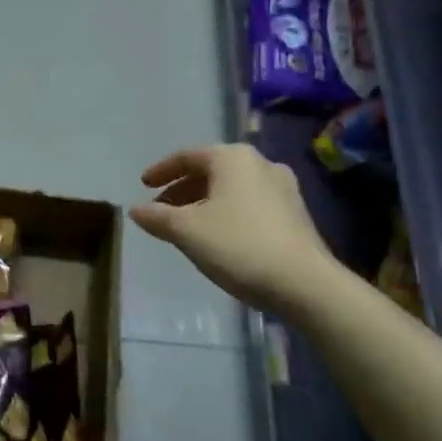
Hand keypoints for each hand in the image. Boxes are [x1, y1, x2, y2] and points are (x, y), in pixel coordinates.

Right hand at [129, 144, 340, 312]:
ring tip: (185, 225)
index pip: (187, 155)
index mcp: (233, 158)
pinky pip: (249, 203)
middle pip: (211, 170)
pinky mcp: (295, 213)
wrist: (305, 284)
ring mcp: (283, 188)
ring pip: (231, 188)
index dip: (161, 170)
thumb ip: (157, 217)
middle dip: (182, 189)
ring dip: (204, 202)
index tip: (143, 185)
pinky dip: (226, 212)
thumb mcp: (186, 231)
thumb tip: (136, 210)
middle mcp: (260, 163)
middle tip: (161, 209)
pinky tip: (217, 236)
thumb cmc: (239, 245)